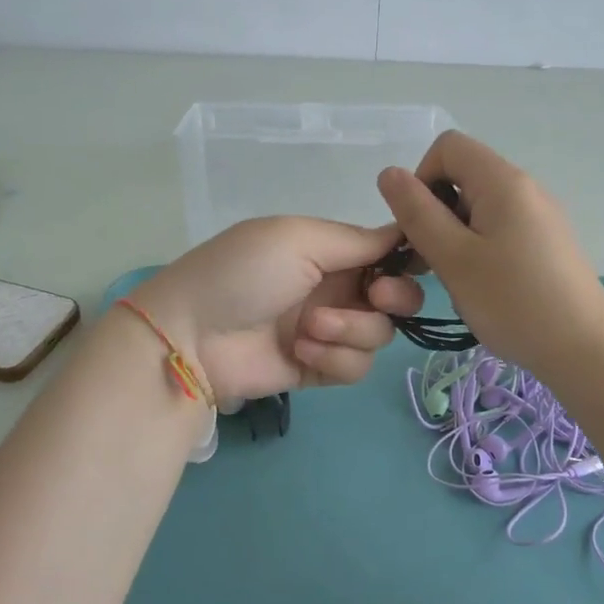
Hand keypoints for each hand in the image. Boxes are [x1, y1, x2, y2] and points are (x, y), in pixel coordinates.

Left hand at [130, 217, 423, 406]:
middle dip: (396, 298)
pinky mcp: (320, 369)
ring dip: (352, 330)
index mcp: (331, 250)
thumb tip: (404, 233)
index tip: (411, 264)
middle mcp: (336, 288)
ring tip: (309, 329)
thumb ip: (358, 239)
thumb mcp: (298, 238)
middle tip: (376, 297)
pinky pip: (357, 367)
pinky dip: (335, 359)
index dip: (408, 259)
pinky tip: (301, 352)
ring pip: (380, 335)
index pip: (389, 253)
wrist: (192, 335)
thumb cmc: (243, 272)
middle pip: (398, 298)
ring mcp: (329, 331)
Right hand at [375, 130, 603, 379]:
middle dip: (435, 213)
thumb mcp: (453, 258)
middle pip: (463, 177)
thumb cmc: (512, 301)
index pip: (448, 146)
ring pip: (478, 208)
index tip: (419, 226)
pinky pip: (500, 230)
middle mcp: (525, 188)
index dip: (422, 179)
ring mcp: (540, 216)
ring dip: (454, 237)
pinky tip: (483, 290)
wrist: (584, 349)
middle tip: (430, 263)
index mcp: (503, 181)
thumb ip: (417, 213)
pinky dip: (479, 250)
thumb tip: (389, 173)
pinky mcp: (547, 243)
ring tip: (456, 282)